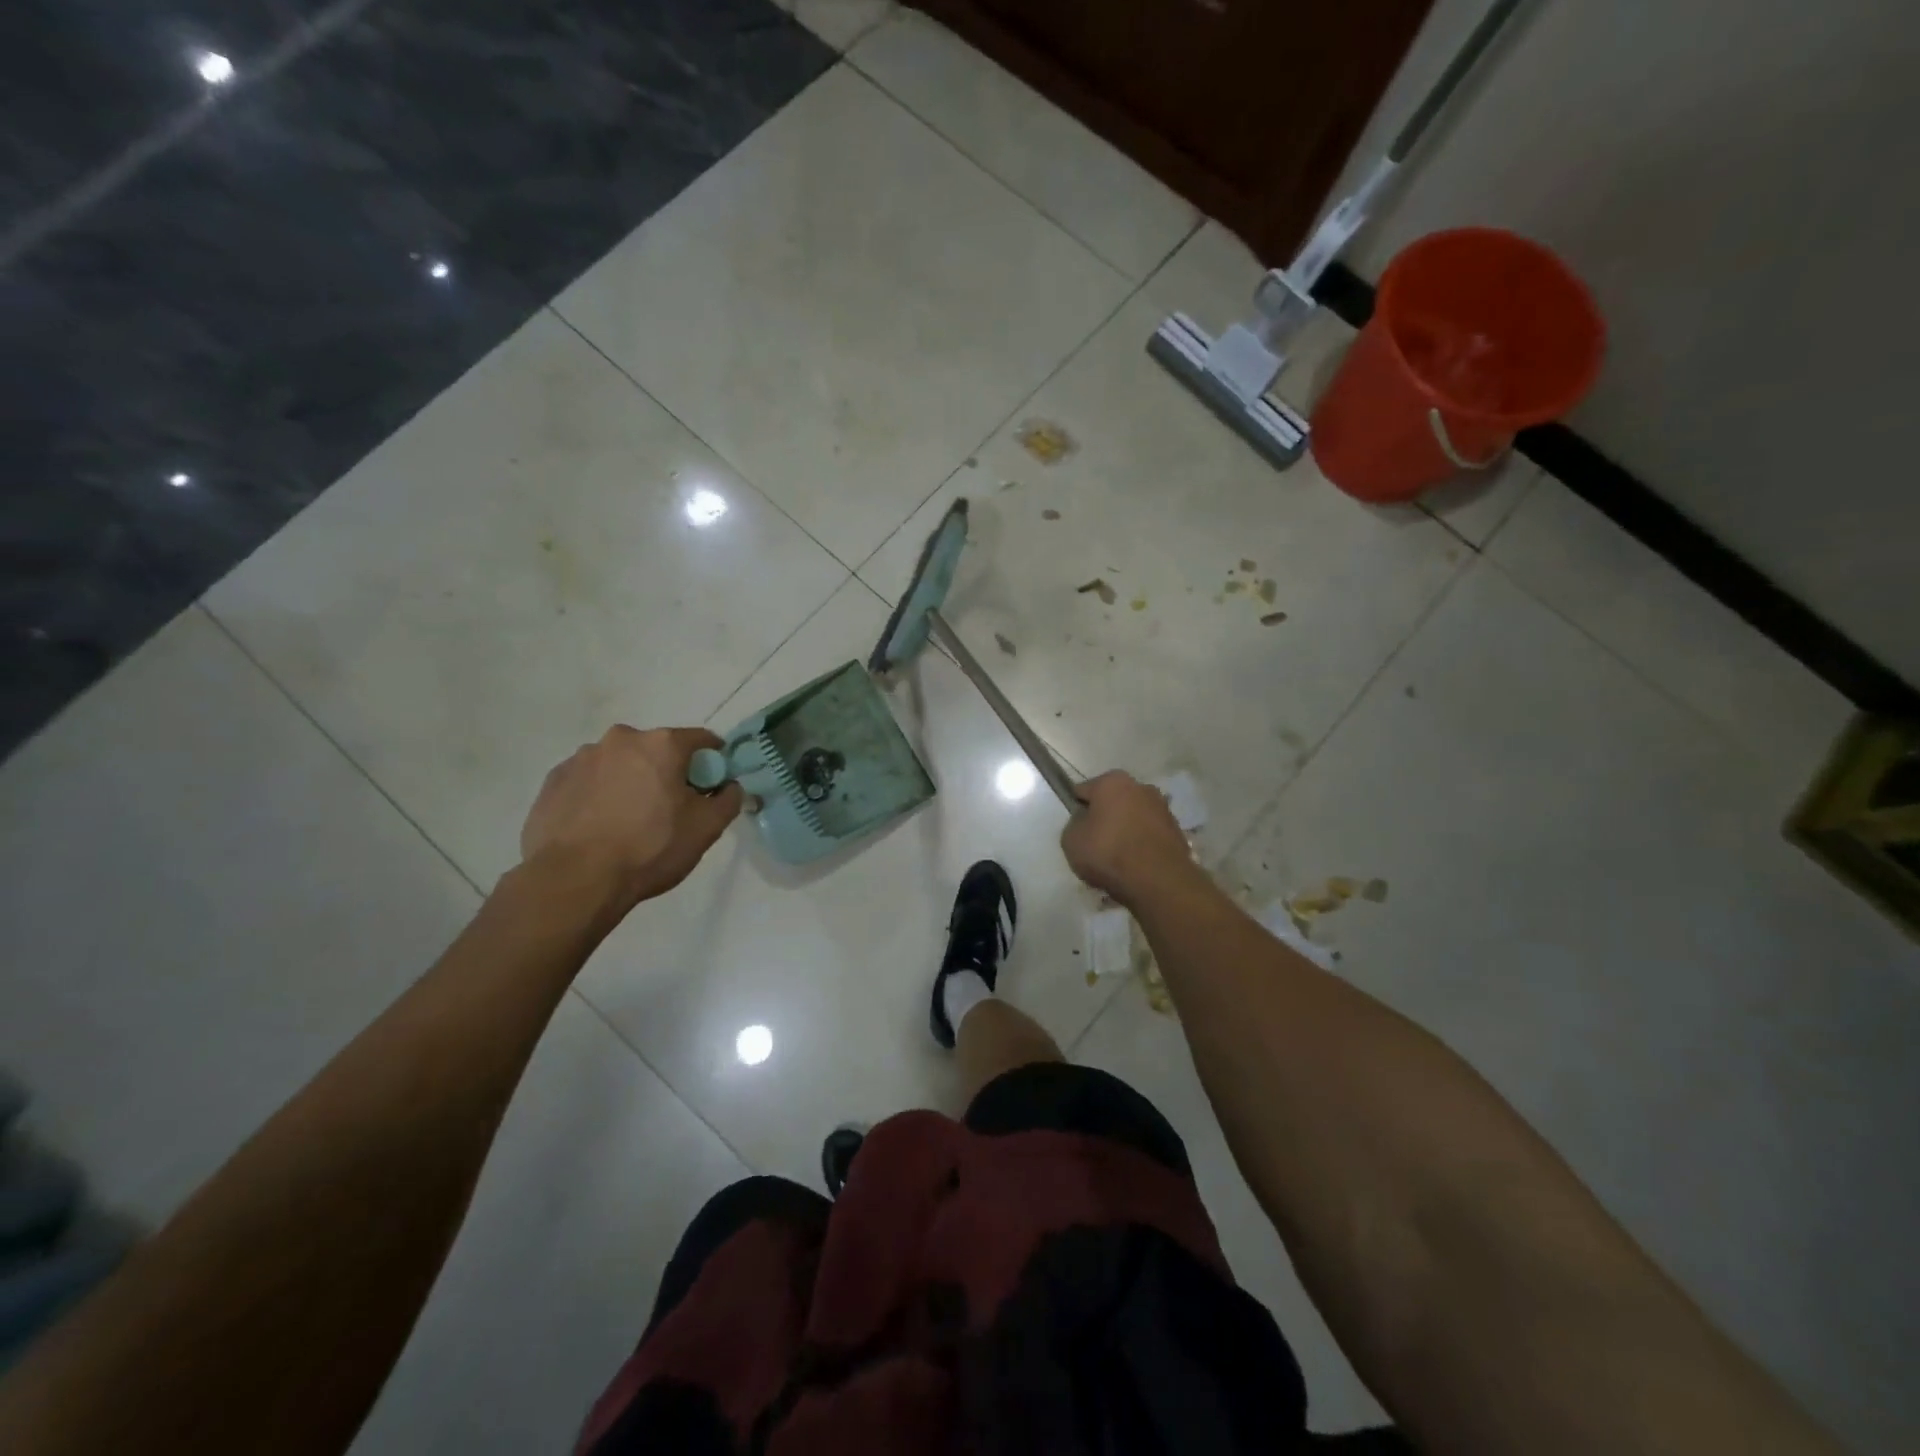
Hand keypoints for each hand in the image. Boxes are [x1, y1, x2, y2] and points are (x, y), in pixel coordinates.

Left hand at [520, 726, 742, 912]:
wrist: (575, 880)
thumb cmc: (650, 849)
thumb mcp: (706, 829)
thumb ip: (728, 799)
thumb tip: (729, 786)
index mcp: (661, 744)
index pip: (701, 740)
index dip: (712, 761)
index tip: (711, 786)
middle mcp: (621, 739)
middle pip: (656, 750)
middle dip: (666, 772)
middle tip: (668, 809)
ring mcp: (581, 758)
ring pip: (619, 764)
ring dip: (629, 782)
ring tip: (627, 822)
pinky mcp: (554, 781)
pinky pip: (588, 781)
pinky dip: (598, 795)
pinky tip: (598, 826)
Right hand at [1060, 771, 1200, 907]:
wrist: (1158, 881)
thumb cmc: (1108, 852)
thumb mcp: (1071, 840)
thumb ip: (1074, 824)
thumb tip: (1085, 822)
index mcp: (1112, 781)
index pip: (1083, 791)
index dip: (1076, 810)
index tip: (1076, 830)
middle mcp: (1140, 787)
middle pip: (1112, 802)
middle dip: (1104, 819)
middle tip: (1095, 845)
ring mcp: (1162, 808)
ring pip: (1133, 818)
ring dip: (1124, 831)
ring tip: (1116, 860)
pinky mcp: (1177, 831)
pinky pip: (1149, 835)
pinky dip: (1141, 845)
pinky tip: (1135, 865)